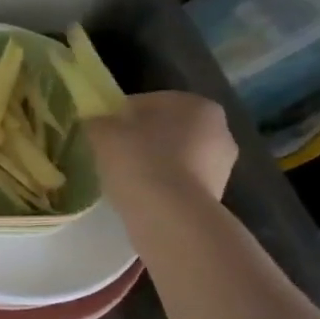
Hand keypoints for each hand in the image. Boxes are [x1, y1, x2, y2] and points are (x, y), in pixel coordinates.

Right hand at [85, 92, 237, 206]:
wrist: (170, 215)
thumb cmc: (138, 161)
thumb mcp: (103, 133)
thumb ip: (98, 122)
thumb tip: (96, 123)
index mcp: (195, 104)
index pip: (147, 103)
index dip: (118, 116)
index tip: (100, 133)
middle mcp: (219, 129)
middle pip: (165, 129)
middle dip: (140, 140)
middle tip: (110, 155)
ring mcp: (223, 164)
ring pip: (174, 156)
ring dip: (152, 163)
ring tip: (123, 179)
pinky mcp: (216, 193)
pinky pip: (179, 181)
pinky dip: (161, 185)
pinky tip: (140, 196)